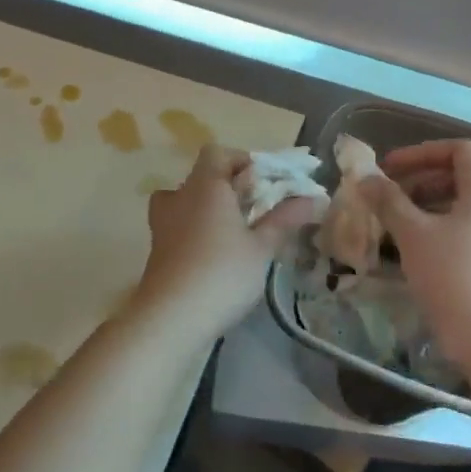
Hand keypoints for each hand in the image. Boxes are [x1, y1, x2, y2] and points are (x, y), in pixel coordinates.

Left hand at [133, 146, 320, 333]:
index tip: (265, 183)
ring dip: (210, 209)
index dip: (242, 161)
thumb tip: (314, 198)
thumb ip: (285, 219)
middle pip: (203, 176)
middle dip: (230, 187)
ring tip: (236, 232)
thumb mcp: (261, 247)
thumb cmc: (222, 273)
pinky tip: (216, 255)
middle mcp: (179, 196)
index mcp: (205, 185)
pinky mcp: (157, 248)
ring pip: (187, 200)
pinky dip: (197, 230)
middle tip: (257, 210)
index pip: (217, 153)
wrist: (170, 318)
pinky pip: (179, 224)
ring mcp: (162, 222)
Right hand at [359, 139, 470, 364]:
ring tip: (398, 226)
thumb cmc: (453, 277)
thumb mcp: (412, 234)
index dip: (422, 153)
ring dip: (429, 206)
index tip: (389, 170)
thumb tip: (367, 178)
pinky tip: (418, 253)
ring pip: (466, 206)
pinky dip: (443, 229)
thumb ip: (388, 200)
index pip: (460, 150)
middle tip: (389, 198)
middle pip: (463, 176)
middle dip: (422, 180)